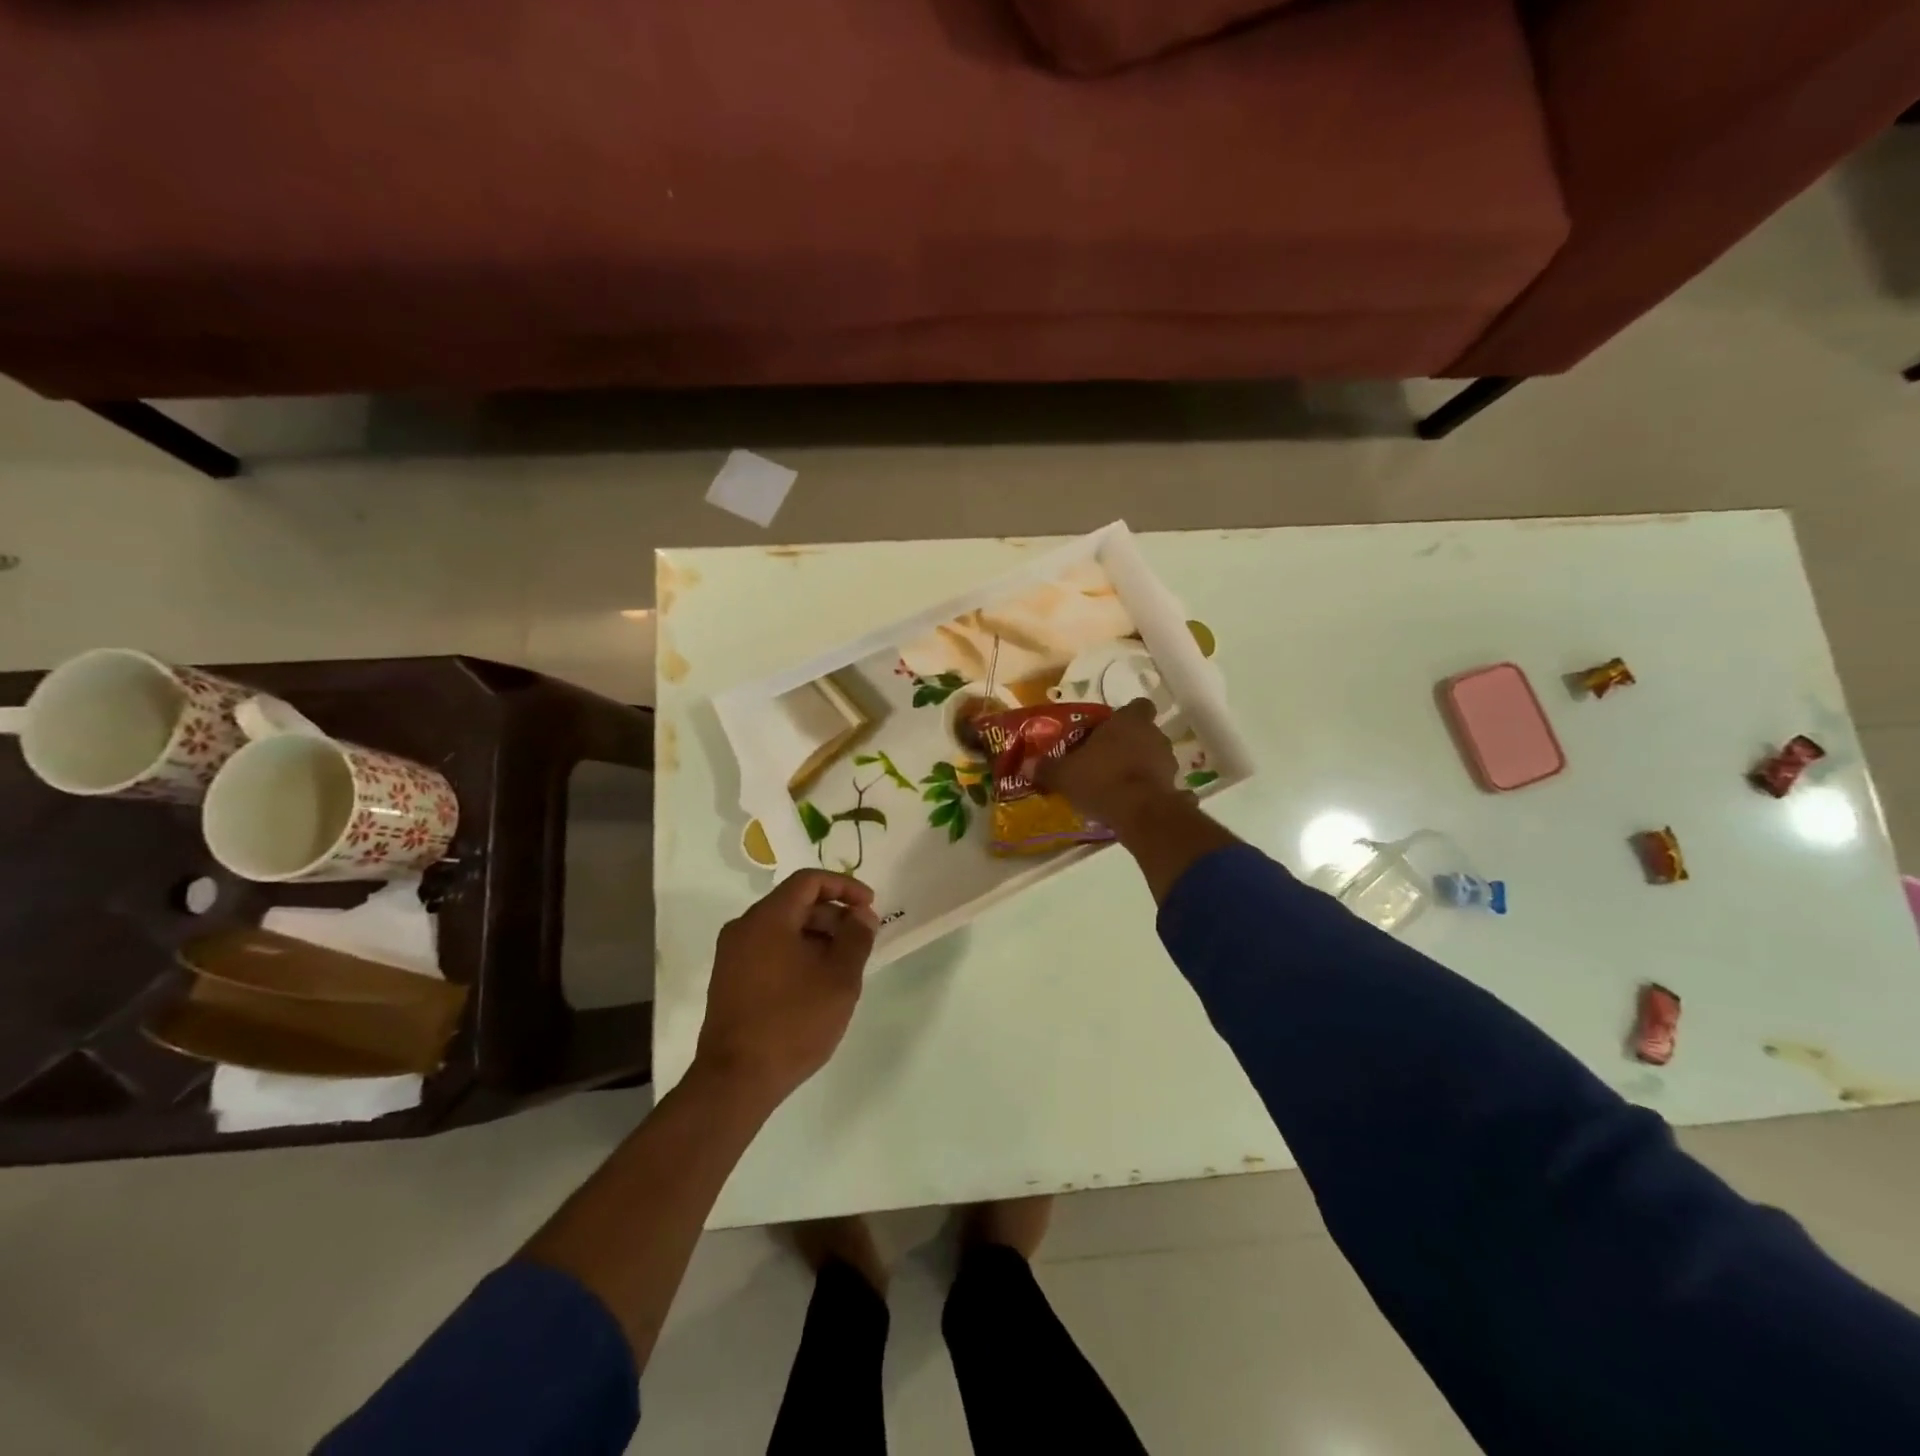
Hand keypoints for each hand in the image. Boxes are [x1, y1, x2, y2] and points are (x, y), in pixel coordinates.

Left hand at [693, 870, 881, 1108]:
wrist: (735, 1080)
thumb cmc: (793, 1022)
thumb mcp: (839, 978)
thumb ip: (856, 938)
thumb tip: (862, 915)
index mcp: (768, 918)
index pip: (809, 881)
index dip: (845, 887)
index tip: (870, 907)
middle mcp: (744, 928)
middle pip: (795, 903)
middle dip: (833, 915)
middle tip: (862, 940)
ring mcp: (732, 955)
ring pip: (783, 928)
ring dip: (817, 936)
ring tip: (844, 965)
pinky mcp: (730, 980)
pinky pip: (769, 950)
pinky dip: (797, 953)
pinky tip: (817, 982)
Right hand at [1039, 697, 1183, 835]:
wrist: (1140, 813)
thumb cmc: (1102, 779)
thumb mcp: (1065, 774)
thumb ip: (1046, 768)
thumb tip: (1025, 766)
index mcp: (1129, 721)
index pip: (1137, 706)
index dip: (1125, 716)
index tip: (1109, 729)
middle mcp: (1154, 735)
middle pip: (1144, 733)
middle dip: (1129, 744)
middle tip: (1106, 760)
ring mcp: (1168, 762)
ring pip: (1153, 757)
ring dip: (1140, 767)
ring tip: (1118, 785)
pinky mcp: (1174, 787)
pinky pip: (1161, 784)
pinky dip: (1150, 791)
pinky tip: (1134, 804)